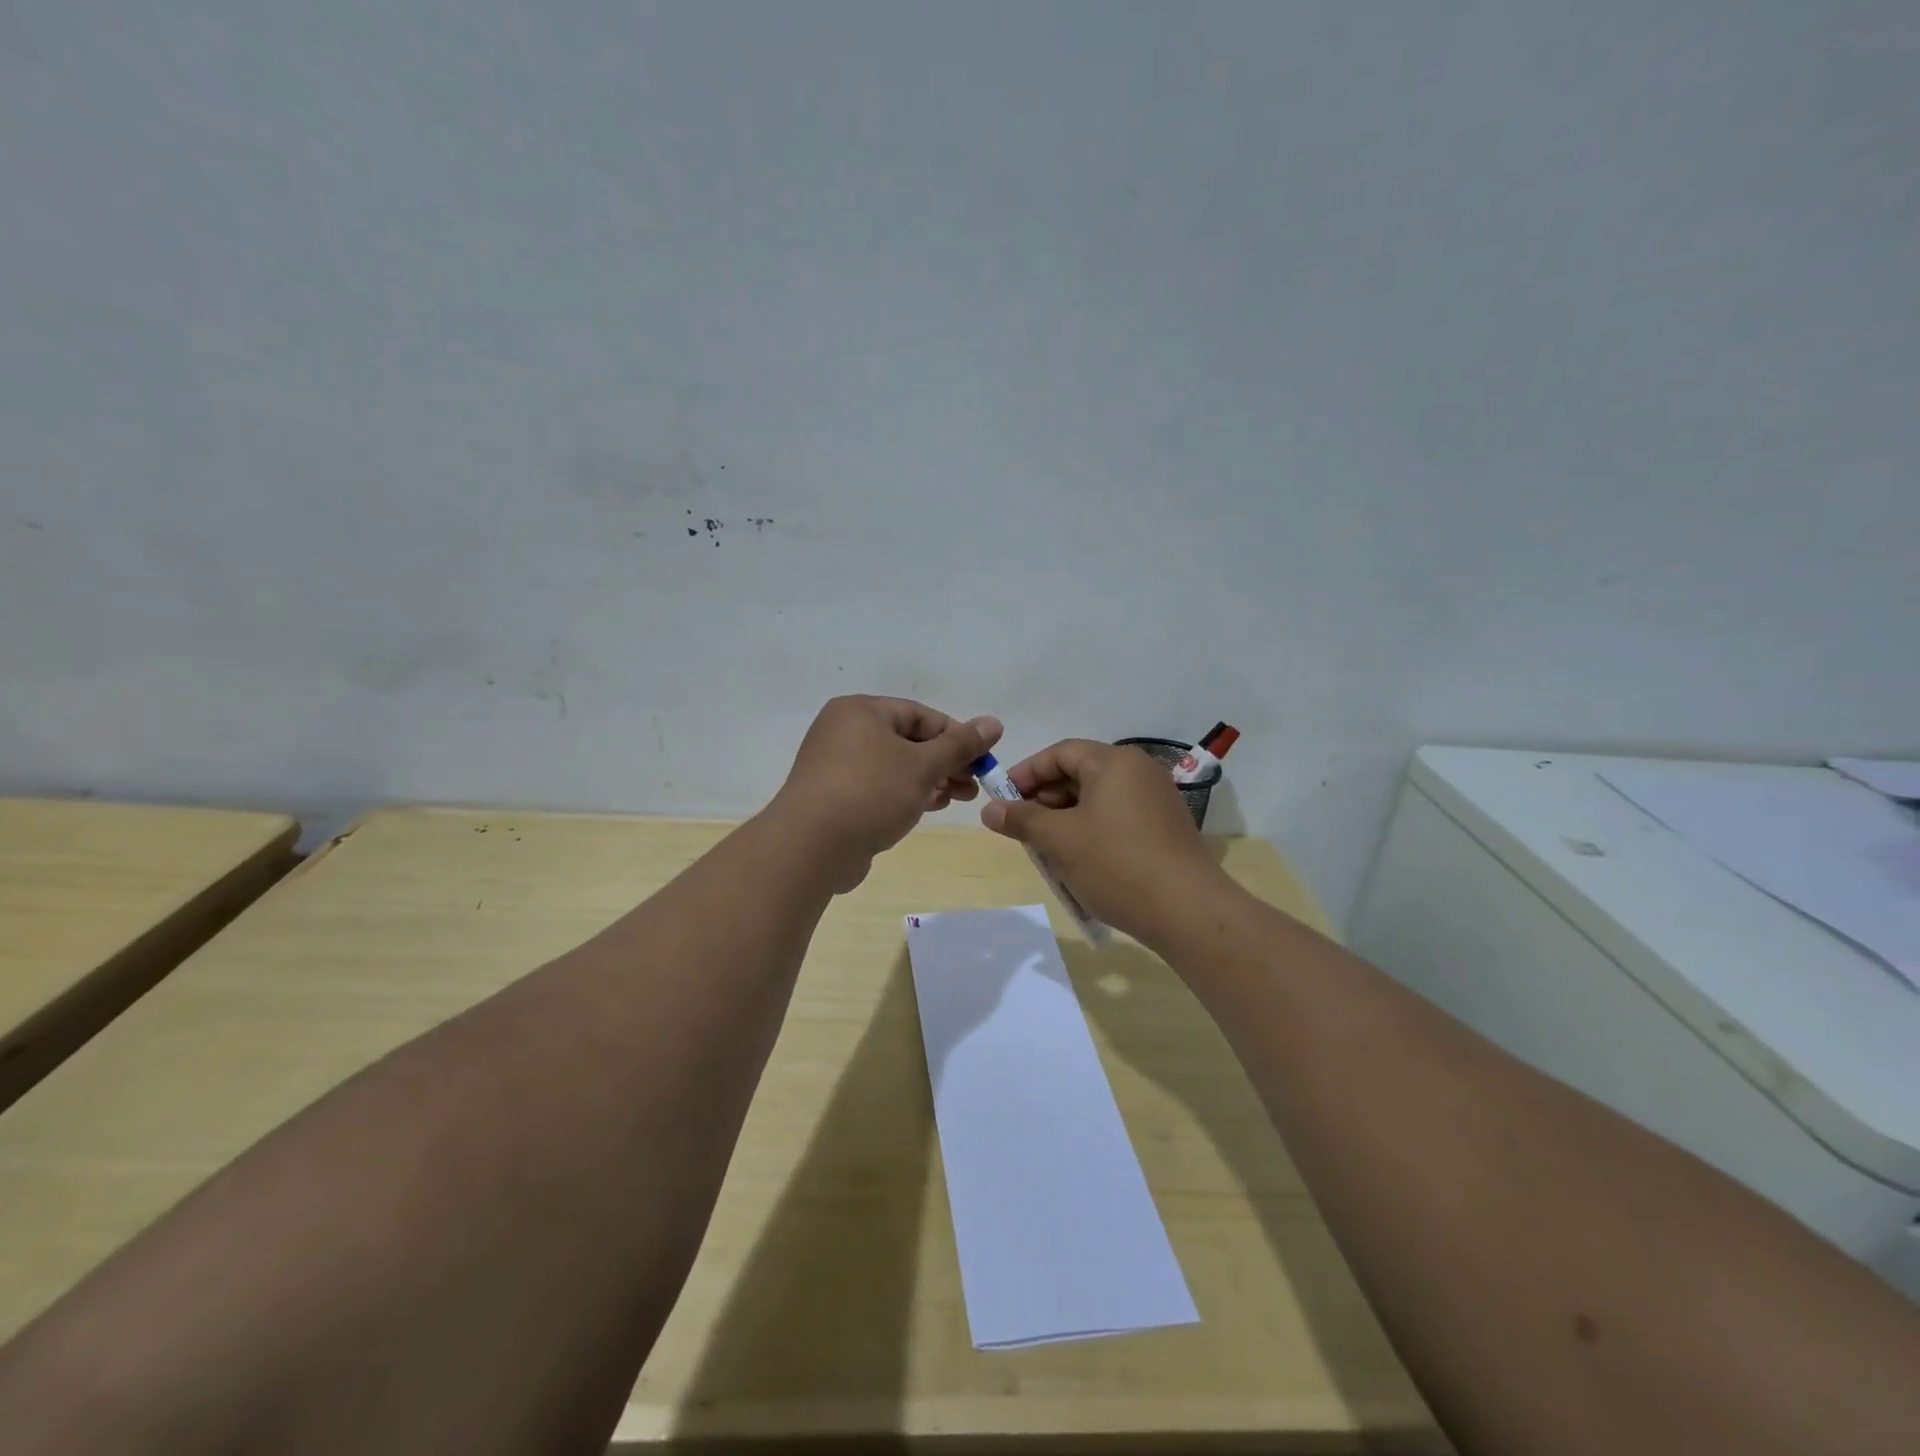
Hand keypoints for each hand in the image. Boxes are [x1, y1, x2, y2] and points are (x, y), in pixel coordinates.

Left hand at [767, 696, 1001, 890]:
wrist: (811, 847)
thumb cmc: (871, 793)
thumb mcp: (923, 766)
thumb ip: (960, 745)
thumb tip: (994, 723)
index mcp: (861, 711)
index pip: (920, 715)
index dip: (956, 736)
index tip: (981, 760)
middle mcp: (844, 732)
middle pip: (907, 741)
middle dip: (945, 763)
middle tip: (973, 786)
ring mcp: (836, 767)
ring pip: (894, 767)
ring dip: (929, 781)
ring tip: (958, 799)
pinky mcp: (834, 798)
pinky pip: (878, 788)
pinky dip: (905, 795)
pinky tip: (928, 808)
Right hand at [979, 739, 1227, 943]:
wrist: (1188, 911)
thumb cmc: (1116, 864)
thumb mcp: (1060, 840)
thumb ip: (1022, 819)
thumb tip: (989, 809)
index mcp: (1114, 762)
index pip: (1060, 753)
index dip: (1026, 773)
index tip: (1002, 798)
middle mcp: (1139, 771)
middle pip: (1080, 772)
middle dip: (1045, 798)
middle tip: (1022, 827)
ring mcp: (1157, 799)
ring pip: (1098, 797)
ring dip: (1067, 817)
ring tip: (1047, 848)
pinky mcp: (1165, 827)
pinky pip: (1118, 816)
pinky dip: (1092, 829)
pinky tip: (1079, 859)